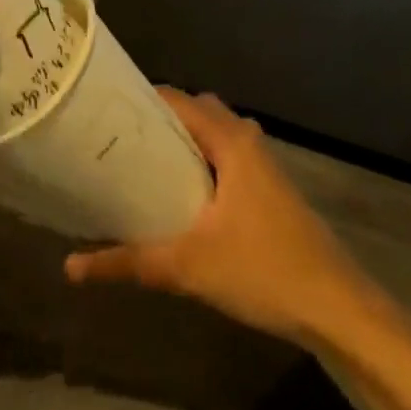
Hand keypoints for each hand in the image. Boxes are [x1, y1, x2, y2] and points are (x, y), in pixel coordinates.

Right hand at [64, 90, 369, 347]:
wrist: (339, 310)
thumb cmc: (264, 271)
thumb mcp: (189, 266)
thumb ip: (130, 262)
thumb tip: (71, 268)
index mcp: (231, 141)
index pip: (178, 99)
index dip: (141, 100)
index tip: (105, 112)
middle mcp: (248, 141)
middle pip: (198, 111)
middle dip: (161, 120)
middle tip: (120, 140)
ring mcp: (265, 166)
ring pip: (216, 135)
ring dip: (185, 142)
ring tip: (144, 164)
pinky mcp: (272, 191)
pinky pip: (228, 157)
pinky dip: (204, 162)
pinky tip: (184, 196)